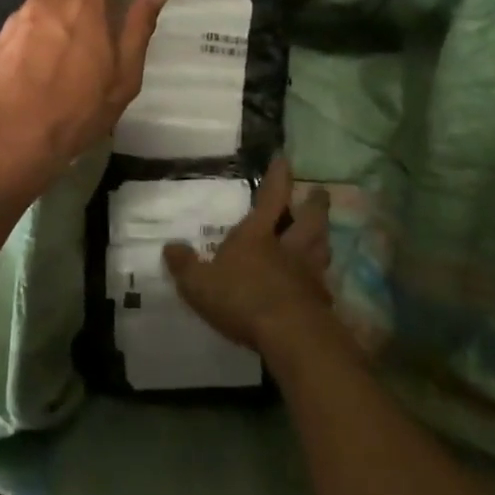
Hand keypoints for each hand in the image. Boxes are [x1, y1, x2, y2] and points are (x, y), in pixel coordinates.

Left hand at [0, 0, 166, 190]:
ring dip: (50, 2)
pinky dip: (34, 30)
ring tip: (62, 47)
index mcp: (84, 6)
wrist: (13, 138)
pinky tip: (40, 66)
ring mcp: (18, 19)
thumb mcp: (124, 77)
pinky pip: (21, 21)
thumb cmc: (78, 110)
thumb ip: (139, 28)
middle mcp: (47, 2)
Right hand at [164, 159, 330, 350]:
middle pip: (308, 220)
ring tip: (324, 232)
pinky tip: (319, 283)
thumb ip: (184, 265)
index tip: (285, 159)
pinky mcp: (321, 303)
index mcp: (257, 236)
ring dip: (323, 237)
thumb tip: (170, 247)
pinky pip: (323, 283)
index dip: (278, 177)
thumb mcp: (198, 283)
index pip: (271, 198)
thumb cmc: (241, 298)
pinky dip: (322, 278)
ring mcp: (308, 275)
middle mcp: (288, 249)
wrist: (291, 335)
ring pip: (321, 248)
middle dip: (314, 204)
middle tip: (320, 192)